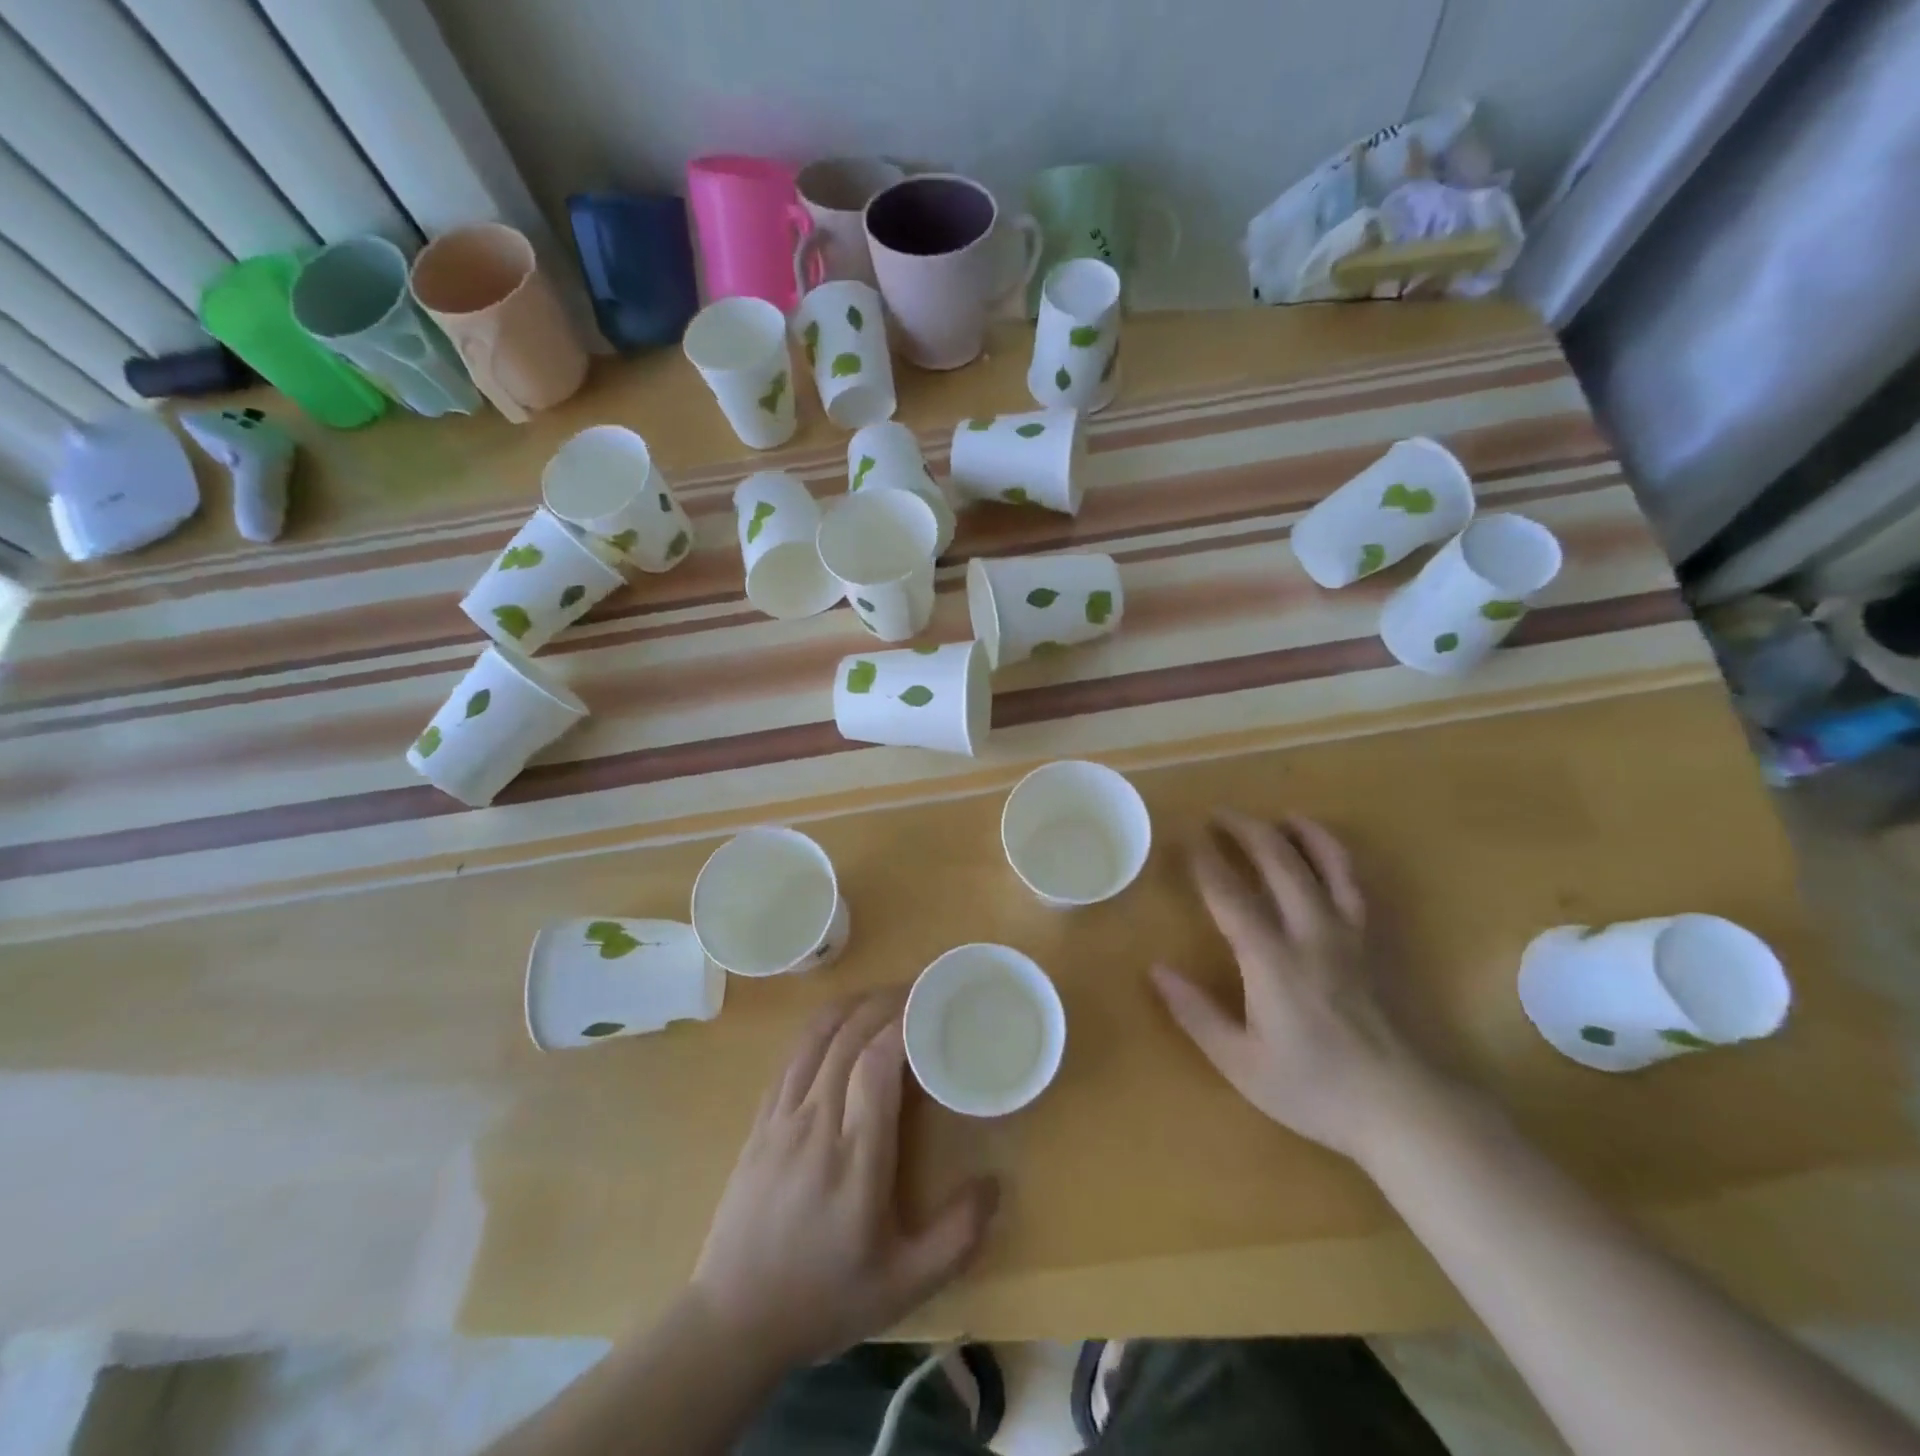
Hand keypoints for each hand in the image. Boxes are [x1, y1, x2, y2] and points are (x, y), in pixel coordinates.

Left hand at [688, 990, 998, 1370]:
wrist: (732, 1321)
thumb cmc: (824, 1298)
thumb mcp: (903, 1286)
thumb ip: (956, 1237)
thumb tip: (995, 1183)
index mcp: (855, 1157)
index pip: (878, 1064)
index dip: (905, 1023)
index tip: (934, 1004)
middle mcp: (816, 1123)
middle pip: (850, 1036)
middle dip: (887, 1002)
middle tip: (920, 990)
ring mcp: (782, 1117)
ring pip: (817, 1036)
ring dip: (854, 1004)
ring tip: (885, 996)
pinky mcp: (761, 1120)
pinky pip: (792, 1054)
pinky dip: (820, 1025)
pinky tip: (840, 1022)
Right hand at [1152, 811, 1436, 1161]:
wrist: (1406, 1110)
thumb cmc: (1315, 1090)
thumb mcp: (1241, 1063)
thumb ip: (1196, 1013)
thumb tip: (1156, 970)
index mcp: (1272, 960)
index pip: (1230, 896)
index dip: (1206, 862)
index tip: (1186, 837)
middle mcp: (1311, 934)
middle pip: (1279, 863)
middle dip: (1247, 831)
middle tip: (1221, 814)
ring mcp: (1351, 935)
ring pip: (1330, 865)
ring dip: (1303, 834)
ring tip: (1284, 817)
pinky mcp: (1378, 945)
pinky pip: (1359, 887)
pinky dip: (1341, 860)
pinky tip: (1331, 857)